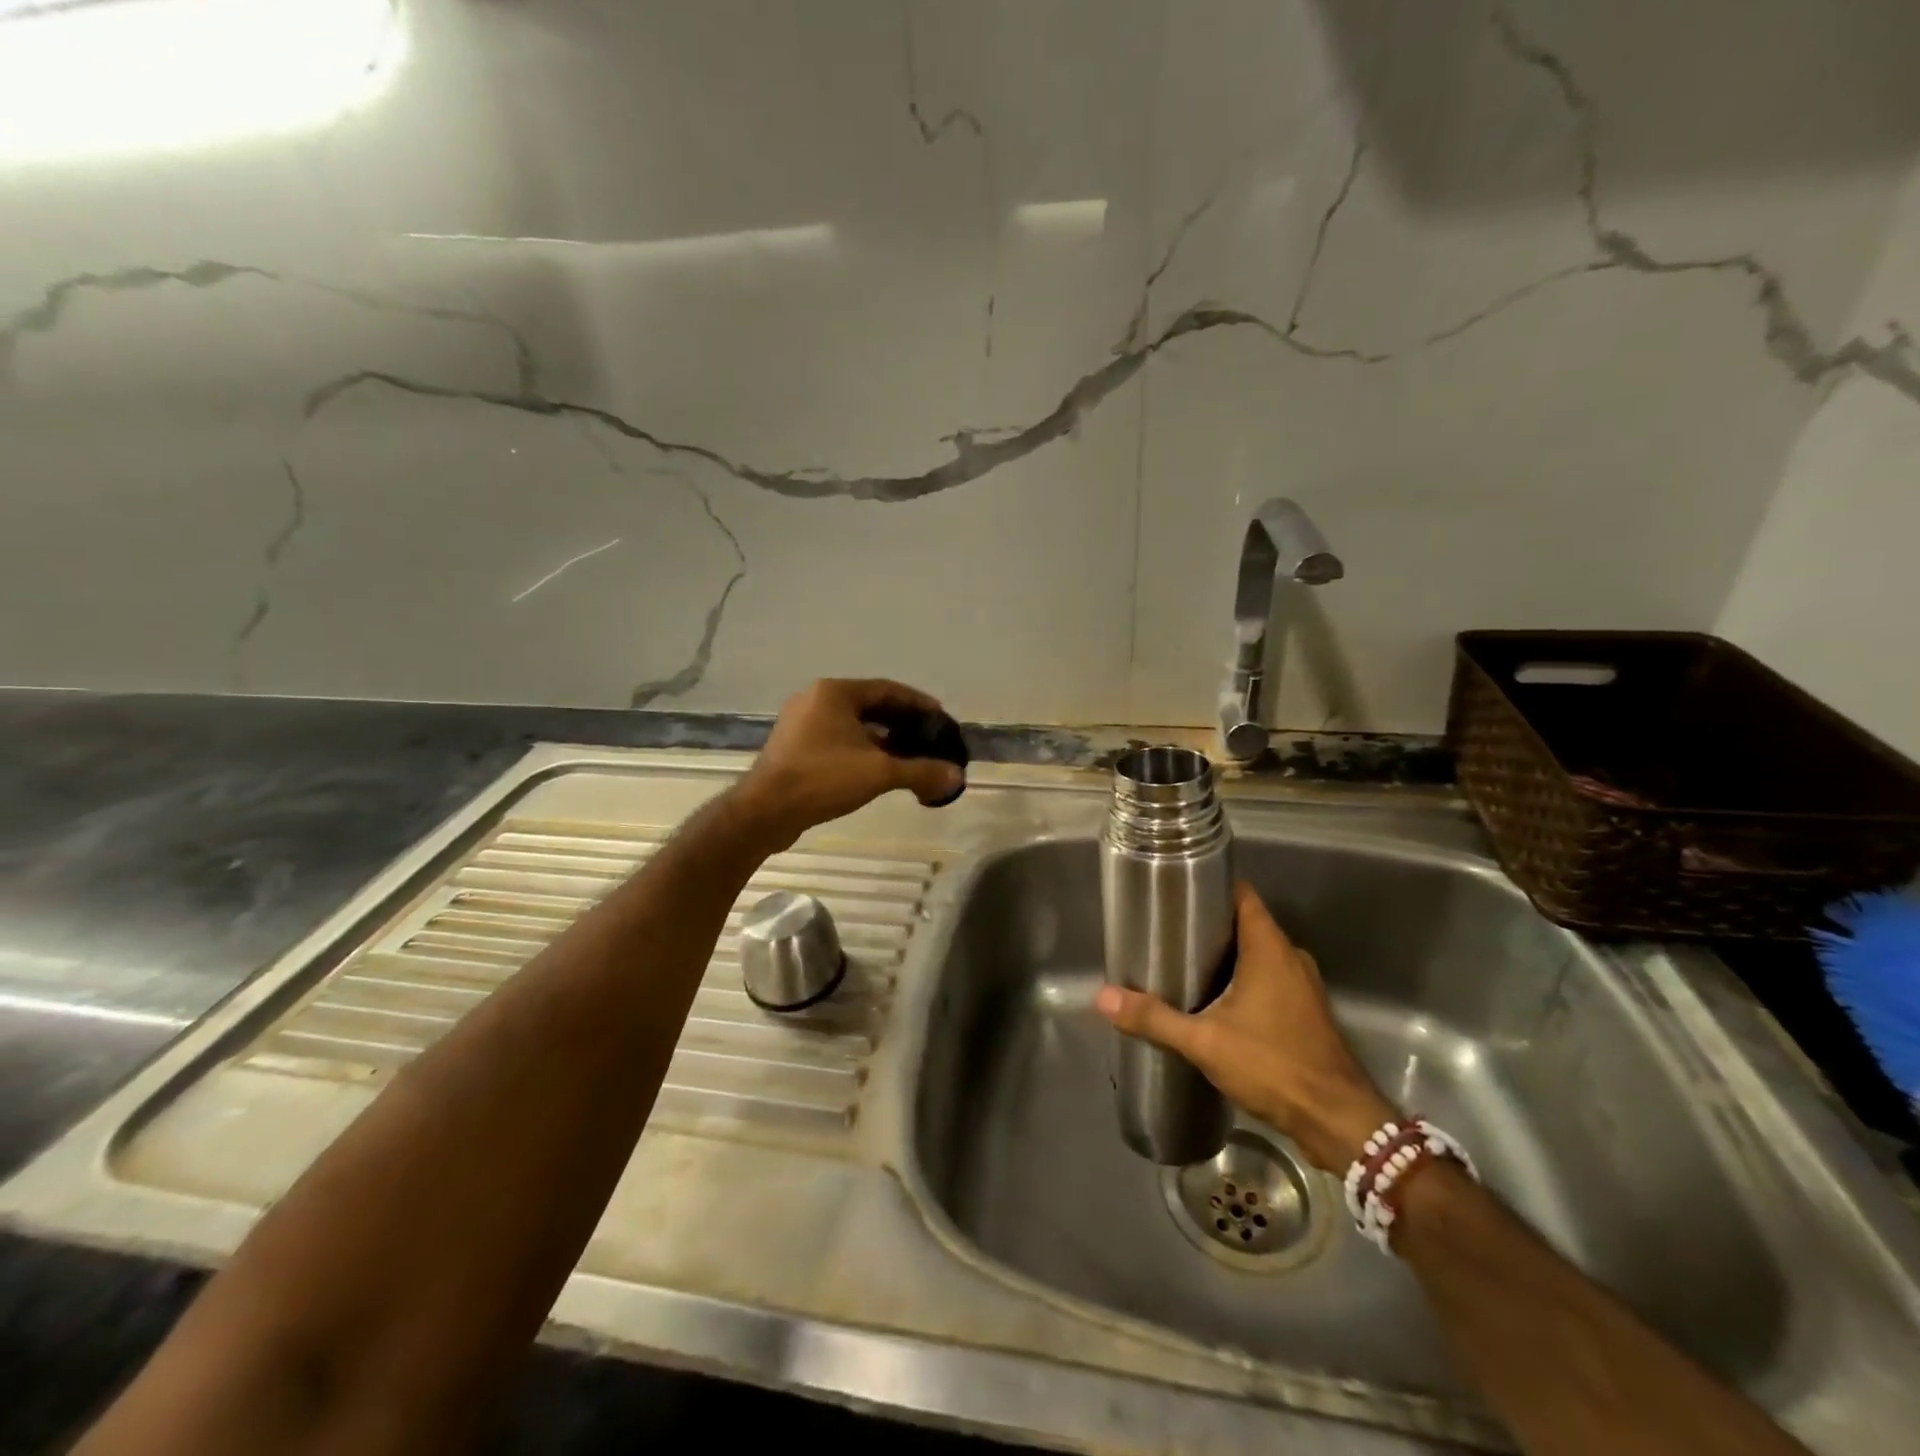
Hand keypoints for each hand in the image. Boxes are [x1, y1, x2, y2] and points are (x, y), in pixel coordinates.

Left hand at [733, 679, 964, 849]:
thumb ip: (921, 771)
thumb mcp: (879, 773)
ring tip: (909, 755)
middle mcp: (815, 699)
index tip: (940, 717)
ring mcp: (800, 723)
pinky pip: (836, 740)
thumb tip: (957, 776)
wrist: (766, 811)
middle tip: (928, 738)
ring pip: (852, 725)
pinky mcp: (793, 747)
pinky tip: (878, 769)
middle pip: (870, 705)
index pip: (887, 689)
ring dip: (882, 738)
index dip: (917, 703)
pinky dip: (861, 749)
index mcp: (835, 692)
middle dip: (901, 722)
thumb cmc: (823, 778)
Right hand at [1096, 881, 1394, 1171]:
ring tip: (1182, 963)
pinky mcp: (1305, 1013)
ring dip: (1225, 956)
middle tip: (1166, 930)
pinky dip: (1242, 981)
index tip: (1176, 888)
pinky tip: (1214, 1002)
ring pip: (1257, 955)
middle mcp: (1290, 958)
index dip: (1211, 885)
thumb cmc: (1274, 1066)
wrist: (1338, 1122)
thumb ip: (1155, 1017)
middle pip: (1245, 924)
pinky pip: (1268, 980)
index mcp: (1270, 948)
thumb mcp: (1205, 1041)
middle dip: (1208, 925)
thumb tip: (1103, 998)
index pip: (1242, 895)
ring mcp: (1302, 987)